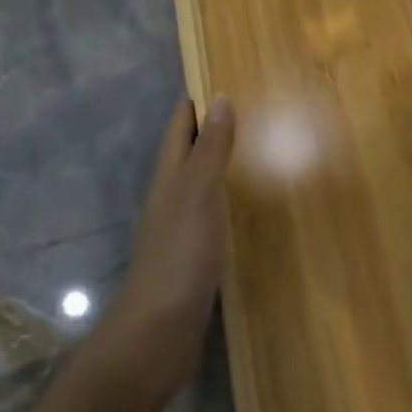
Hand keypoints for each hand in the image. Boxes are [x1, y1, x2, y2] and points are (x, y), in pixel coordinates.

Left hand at [100, 96, 236, 397]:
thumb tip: (219, 98)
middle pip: (187, 153)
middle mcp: (170, 198)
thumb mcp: (197, 195)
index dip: (196, 102)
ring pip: (199, 184)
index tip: (221, 76)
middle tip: (249, 109)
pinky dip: (226, 201)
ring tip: (253, 150)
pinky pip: (210, 216)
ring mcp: (179, 231)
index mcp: (169, 178)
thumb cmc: (178, 257)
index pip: (179, 127)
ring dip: (219, 165)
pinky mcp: (192, 260)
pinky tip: (245, 208)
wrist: (157, 335)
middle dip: (210, 129)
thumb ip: (210, 151)